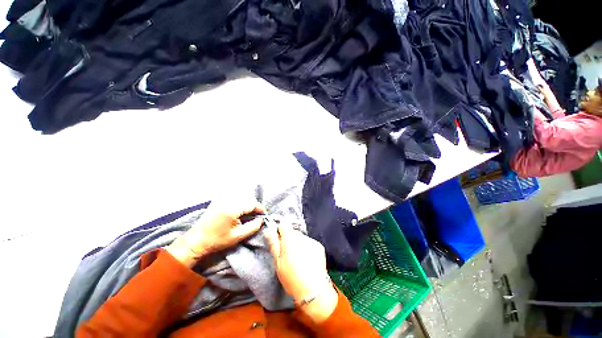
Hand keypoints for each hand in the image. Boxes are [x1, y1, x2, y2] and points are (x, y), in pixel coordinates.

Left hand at [167, 198, 265, 266]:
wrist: (196, 241)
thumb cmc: (217, 240)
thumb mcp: (238, 236)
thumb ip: (253, 226)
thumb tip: (262, 220)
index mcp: (233, 209)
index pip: (252, 204)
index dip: (260, 209)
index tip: (264, 215)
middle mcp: (228, 201)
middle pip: (247, 199)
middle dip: (254, 206)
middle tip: (257, 215)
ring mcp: (222, 199)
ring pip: (241, 197)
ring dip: (247, 203)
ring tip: (250, 213)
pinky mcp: (217, 201)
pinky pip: (233, 197)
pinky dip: (239, 201)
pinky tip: (239, 210)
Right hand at [265, 221, 337, 322]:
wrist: (313, 290)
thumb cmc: (291, 277)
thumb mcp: (278, 262)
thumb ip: (273, 243)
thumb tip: (268, 229)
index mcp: (290, 238)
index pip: (284, 224)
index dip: (280, 230)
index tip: (279, 240)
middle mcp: (302, 236)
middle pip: (293, 232)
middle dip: (289, 239)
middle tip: (287, 255)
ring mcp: (312, 240)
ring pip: (301, 238)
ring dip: (298, 244)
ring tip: (298, 259)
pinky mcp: (319, 246)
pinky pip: (309, 243)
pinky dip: (307, 248)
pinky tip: (307, 260)